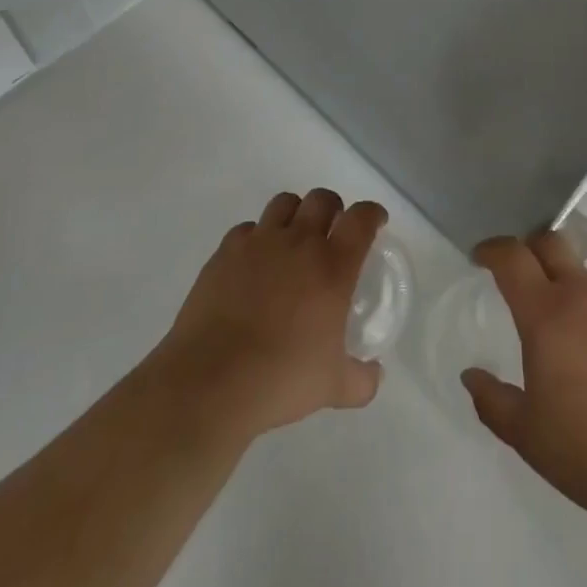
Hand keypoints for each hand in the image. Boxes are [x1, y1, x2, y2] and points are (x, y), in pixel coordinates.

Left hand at [146, 188, 387, 442]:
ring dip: (296, 214)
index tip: (375, 223)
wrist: (211, 381)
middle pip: (322, 199)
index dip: (372, 214)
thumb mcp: (333, 387)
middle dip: (333, 209)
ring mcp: (259, 242)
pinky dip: (257, 238)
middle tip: (332, 233)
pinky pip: (248, 229)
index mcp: (333, 266)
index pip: (361, 218)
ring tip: (293, 240)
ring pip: (284, 203)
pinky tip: (255, 263)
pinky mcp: (225, 251)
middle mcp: (299, 242)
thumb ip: (361, 379)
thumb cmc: (281, 379)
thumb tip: (374, 374)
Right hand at [461, 232, 586, 541]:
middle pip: (552, 244)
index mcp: (547, 315)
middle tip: (520, 276)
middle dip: (530, 249)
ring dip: (569, 288)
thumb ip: (493, 401)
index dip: (492, 249)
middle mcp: (585, 296)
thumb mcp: (528, 437)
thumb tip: (471, 376)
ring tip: (569, 332)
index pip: (512, 258)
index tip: (481, 256)